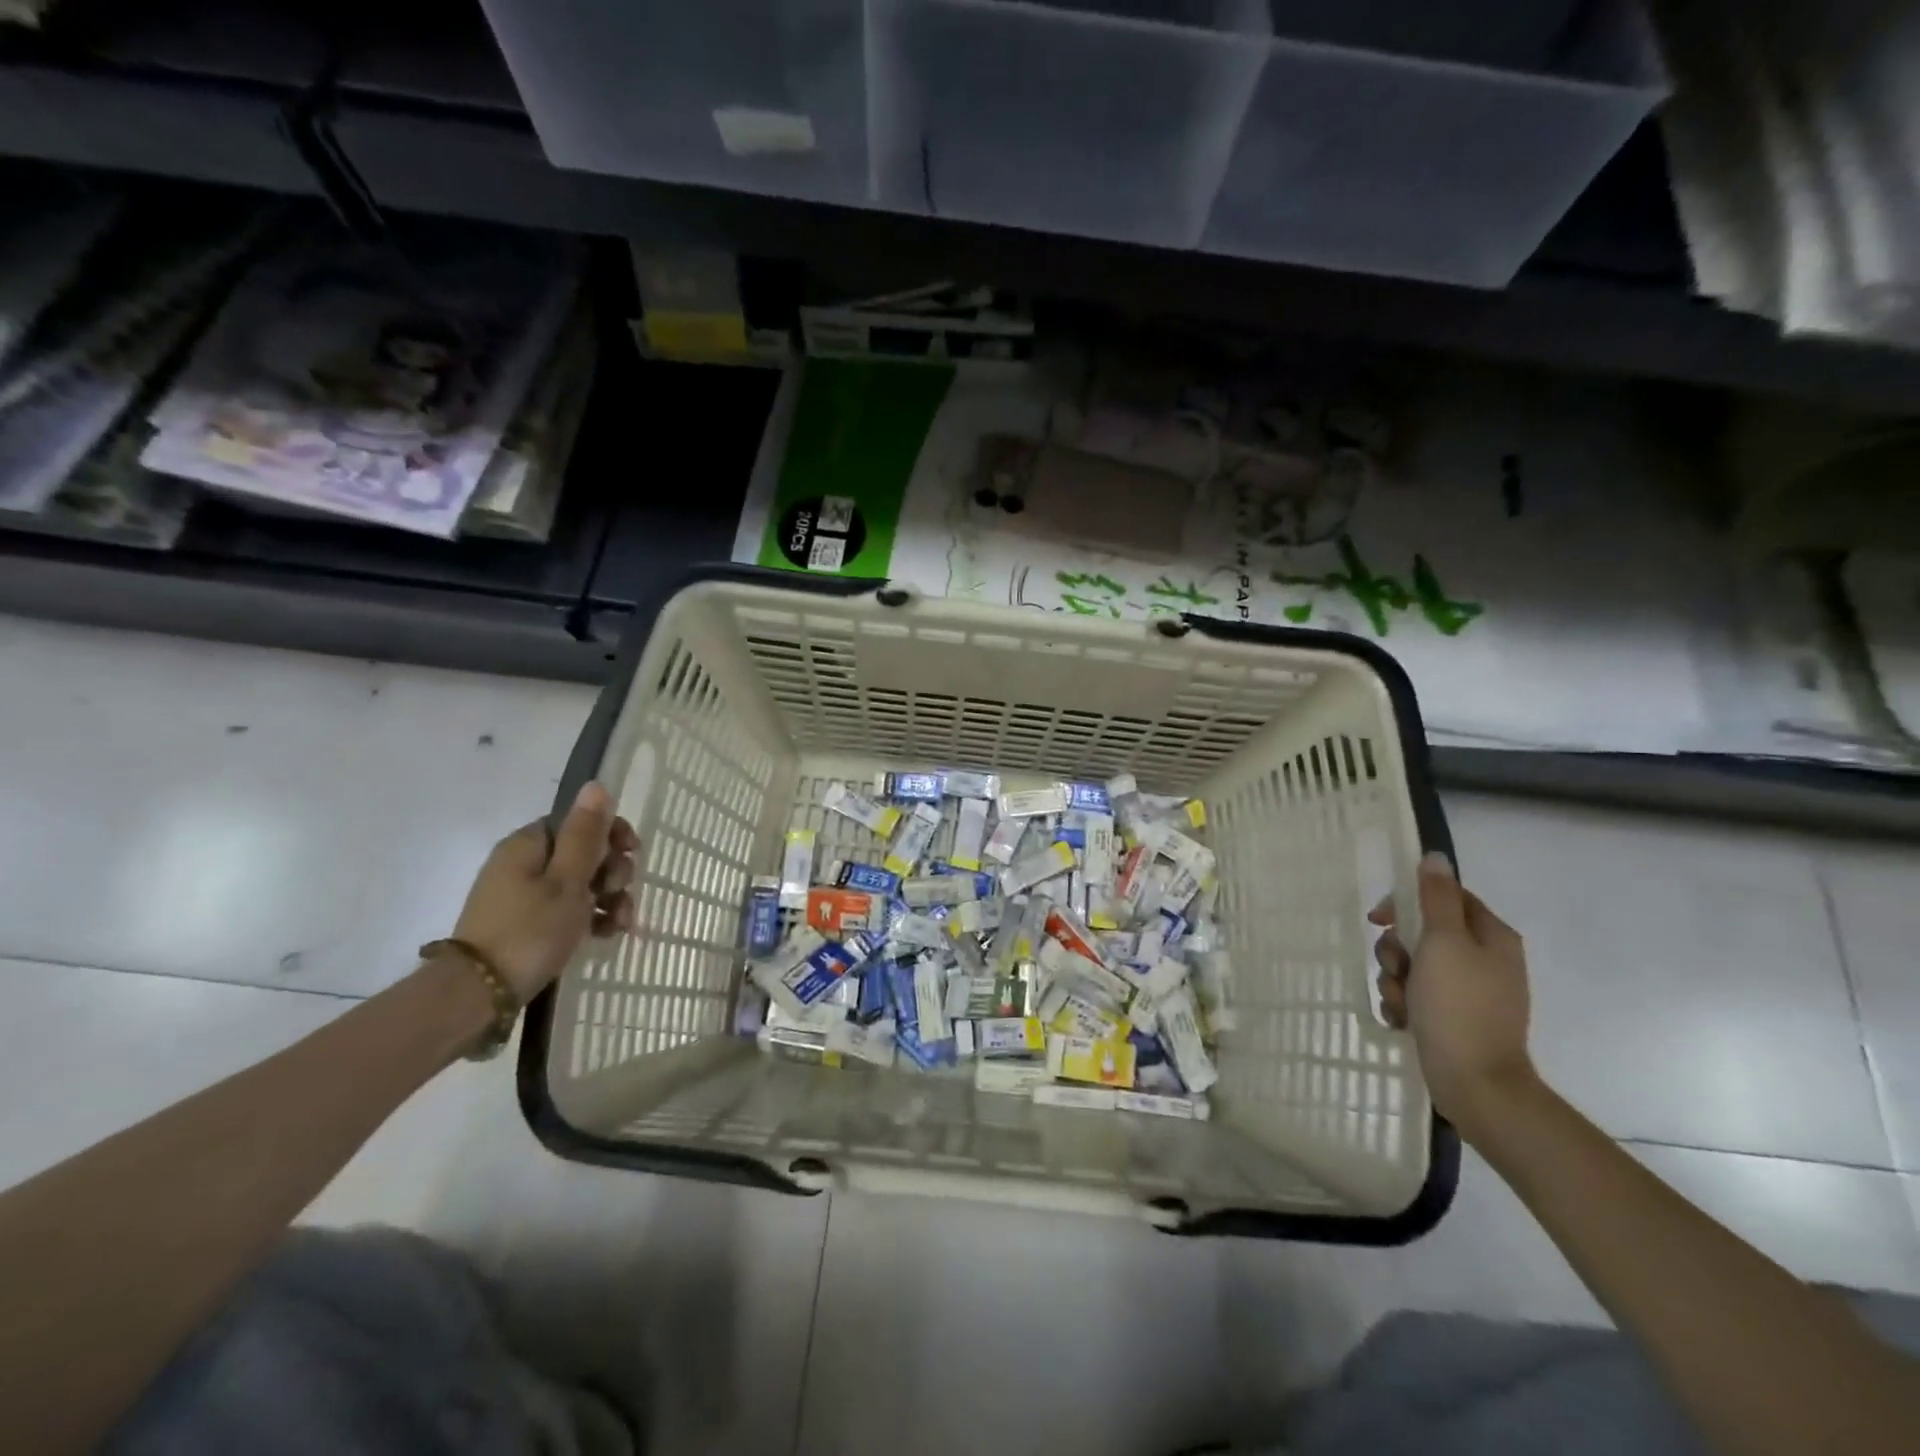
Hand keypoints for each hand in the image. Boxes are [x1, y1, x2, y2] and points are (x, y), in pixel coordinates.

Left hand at [448, 781, 638, 1001]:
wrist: (478, 995)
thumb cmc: (530, 930)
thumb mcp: (568, 879)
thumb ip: (586, 833)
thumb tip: (596, 784)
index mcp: (530, 844)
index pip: (581, 822)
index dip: (612, 834)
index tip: (632, 855)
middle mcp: (525, 863)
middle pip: (585, 853)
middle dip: (614, 872)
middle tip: (620, 893)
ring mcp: (524, 895)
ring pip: (582, 884)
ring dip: (610, 899)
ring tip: (621, 923)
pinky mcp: (527, 924)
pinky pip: (569, 910)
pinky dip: (592, 918)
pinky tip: (607, 935)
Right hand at [1372, 852, 1536, 1138]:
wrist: (1475, 1084)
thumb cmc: (1458, 1006)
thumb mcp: (1443, 942)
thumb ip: (1436, 898)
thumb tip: (1436, 856)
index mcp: (1491, 937)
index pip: (1445, 897)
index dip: (1407, 903)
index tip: (1379, 919)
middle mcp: (1484, 960)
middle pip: (1424, 932)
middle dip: (1397, 950)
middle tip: (1396, 967)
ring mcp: (1470, 992)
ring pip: (1415, 966)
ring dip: (1396, 980)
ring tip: (1402, 1002)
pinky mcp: (1454, 1019)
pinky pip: (1418, 996)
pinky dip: (1404, 1003)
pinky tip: (1403, 1019)